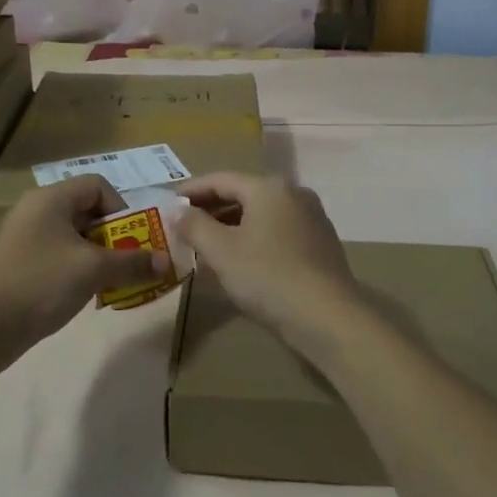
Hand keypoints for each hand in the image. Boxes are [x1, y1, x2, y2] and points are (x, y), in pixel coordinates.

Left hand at [0, 176, 167, 355]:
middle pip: (86, 211)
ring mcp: (22, 237)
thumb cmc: (40, 284)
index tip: (133, 239)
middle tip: (128, 263)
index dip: (122, 208)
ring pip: (72, 236)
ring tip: (109, 282)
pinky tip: (81, 295)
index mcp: (50, 198)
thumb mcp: (93, 270)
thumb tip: (166, 262)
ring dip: (96, 256)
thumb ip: (133, 262)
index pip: (97, 186)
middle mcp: (34, 210)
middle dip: (113, 236)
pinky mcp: (15, 263)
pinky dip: (75, 269)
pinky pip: (56, 255)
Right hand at [174, 172, 360, 351]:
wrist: (328, 317)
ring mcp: (312, 218)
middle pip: (243, 193)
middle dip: (212, 208)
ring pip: (261, 213)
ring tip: (207, 243)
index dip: (192, 190)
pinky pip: (278, 230)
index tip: (169, 203)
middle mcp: (294, 194)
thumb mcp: (221, 251)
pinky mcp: (321, 243)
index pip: (221, 179)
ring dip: (232, 224)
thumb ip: (195, 226)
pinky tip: (241, 259)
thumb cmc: (268, 277)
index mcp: (269, 187)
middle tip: (184, 225)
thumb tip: (178, 212)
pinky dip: (254, 237)